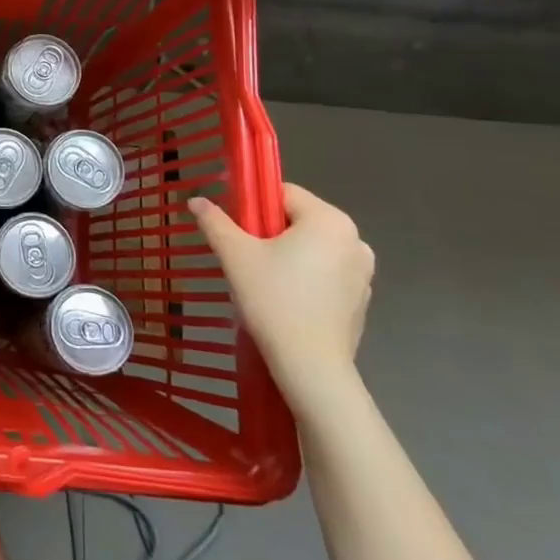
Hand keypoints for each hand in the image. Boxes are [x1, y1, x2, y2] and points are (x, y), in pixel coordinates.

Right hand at [189, 183, 373, 408]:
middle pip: (298, 219)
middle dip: (269, 232)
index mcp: (329, 220)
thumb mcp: (234, 255)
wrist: (310, 366)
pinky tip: (286, 300)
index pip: (282, 193)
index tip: (235, 230)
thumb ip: (214, 221)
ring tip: (263, 281)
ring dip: (287, 254)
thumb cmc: (273, 299)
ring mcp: (363, 272)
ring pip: (311, 247)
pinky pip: (325, 272)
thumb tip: (195, 200)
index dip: (253, 206)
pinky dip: (305, 277)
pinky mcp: (361, 299)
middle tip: (245, 258)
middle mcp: (354, 239)